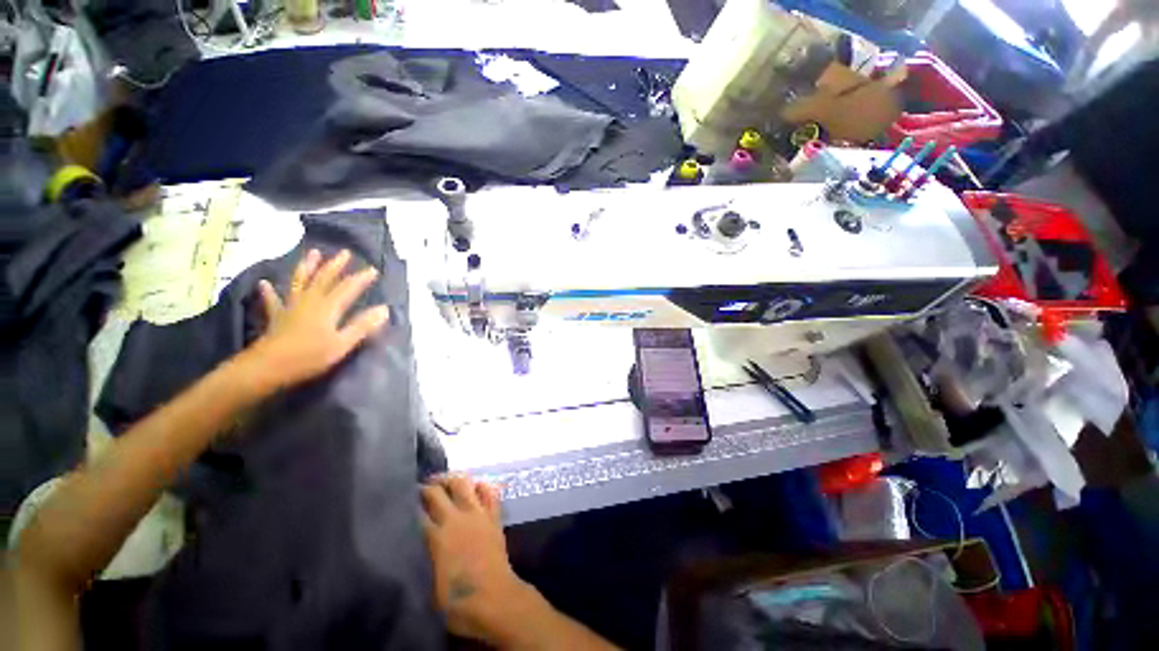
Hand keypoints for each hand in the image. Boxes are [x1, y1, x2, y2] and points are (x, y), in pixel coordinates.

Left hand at [244, 249, 389, 391]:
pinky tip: (264, 283)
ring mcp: (291, 307)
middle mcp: (310, 301)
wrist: (268, 366)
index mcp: (328, 308)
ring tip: (312, 253)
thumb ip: (362, 325)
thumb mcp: (342, 343)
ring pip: (301, 282)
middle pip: (324, 279)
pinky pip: (273, 300)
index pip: (348, 288)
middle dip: (336, 265)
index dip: (361, 278)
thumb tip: (384, 309)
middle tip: (344, 252)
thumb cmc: (310, 356)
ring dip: (307, 267)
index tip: (373, 269)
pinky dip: (269, 291)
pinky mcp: (277, 316)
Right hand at [421, 475, 534, 644]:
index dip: (408, 505)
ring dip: (451, 480)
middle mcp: (456, 519)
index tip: (402, 501)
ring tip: (443, 482)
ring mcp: (477, 514)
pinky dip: (480, 486)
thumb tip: (413, 543)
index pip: (417, 513)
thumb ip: (421, 557)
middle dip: (426, 488)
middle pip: (437, 492)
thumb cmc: (457, 601)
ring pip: (464, 484)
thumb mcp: (427, 584)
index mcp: (436, 537)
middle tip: (419, 489)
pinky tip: (474, 487)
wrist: (494, 599)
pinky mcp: (493, 516)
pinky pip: (489, 492)